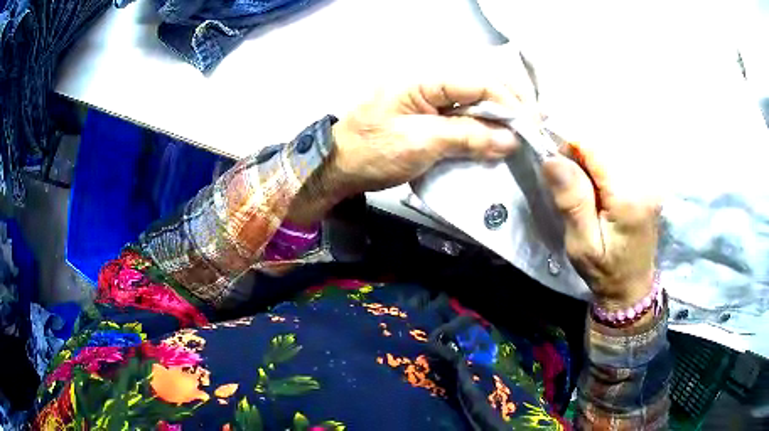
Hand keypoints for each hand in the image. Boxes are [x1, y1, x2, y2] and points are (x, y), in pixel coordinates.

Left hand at [320, 77, 526, 199]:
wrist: (338, 166)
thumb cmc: (372, 152)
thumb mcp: (421, 143)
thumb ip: (467, 137)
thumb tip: (510, 140)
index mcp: (423, 79)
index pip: (478, 83)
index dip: (509, 102)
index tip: (531, 126)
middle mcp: (429, 81)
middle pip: (480, 86)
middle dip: (511, 105)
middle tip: (536, 127)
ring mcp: (428, 97)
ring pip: (475, 100)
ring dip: (501, 115)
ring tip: (527, 130)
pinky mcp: (428, 114)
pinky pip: (463, 114)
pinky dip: (484, 125)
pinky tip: (501, 134)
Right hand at [542, 142, 660, 310]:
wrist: (632, 286)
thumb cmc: (605, 271)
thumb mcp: (581, 245)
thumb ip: (572, 202)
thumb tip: (553, 160)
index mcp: (628, 198)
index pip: (595, 149)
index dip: (571, 149)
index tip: (558, 168)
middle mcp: (645, 182)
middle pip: (605, 145)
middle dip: (581, 156)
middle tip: (571, 187)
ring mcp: (650, 181)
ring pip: (612, 149)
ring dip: (592, 162)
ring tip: (586, 190)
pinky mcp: (649, 183)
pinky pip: (621, 159)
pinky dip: (604, 166)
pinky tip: (600, 189)